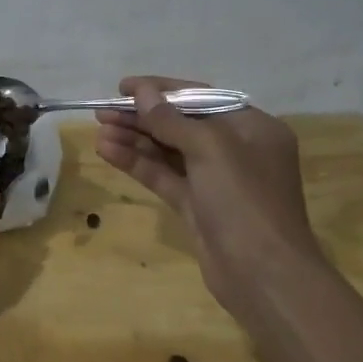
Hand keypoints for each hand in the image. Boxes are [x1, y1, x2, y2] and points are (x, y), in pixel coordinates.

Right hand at [95, 76, 324, 310]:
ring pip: (168, 150)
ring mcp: (215, 180)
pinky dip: (137, 163)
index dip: (161, 90)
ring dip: (134, 139)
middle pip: (180, 124)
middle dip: (141, 116)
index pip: (201, 97)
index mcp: (252, 128)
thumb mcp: (210, 149)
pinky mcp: (196, 206)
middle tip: (102, 111)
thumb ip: (170, 119)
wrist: (263, 274)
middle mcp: (235, 150)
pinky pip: (163, 175)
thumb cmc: (244, 200)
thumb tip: (141, 92)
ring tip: (99, 130)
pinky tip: (108, 151)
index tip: (123, 86)